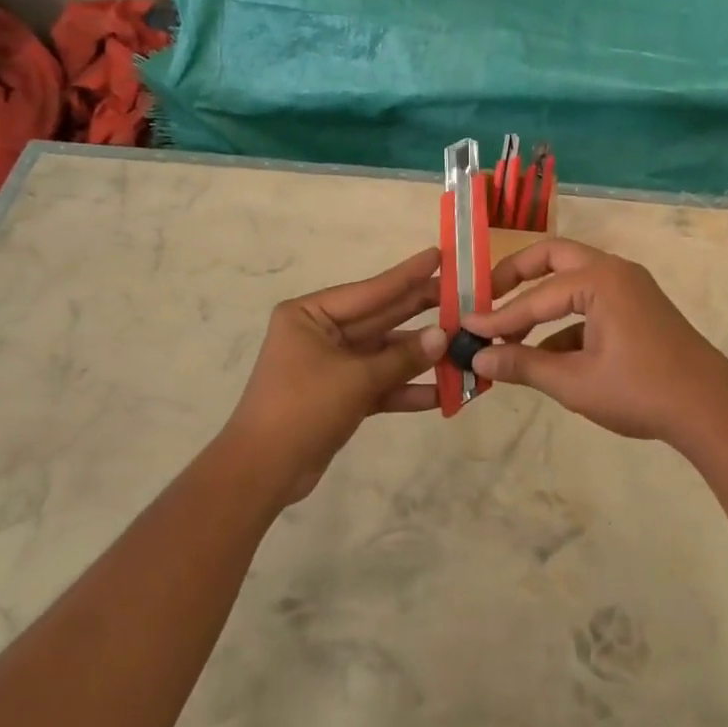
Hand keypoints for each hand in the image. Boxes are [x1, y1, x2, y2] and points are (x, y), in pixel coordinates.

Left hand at [223, 247, 448, 499]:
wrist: (262, 471)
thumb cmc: (302, 407)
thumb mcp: (355, 379)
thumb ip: (402, 357)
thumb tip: (443, 336)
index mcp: (311, 314)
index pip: (370, 290)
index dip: (407, 275)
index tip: (439, 255)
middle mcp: (321, 333)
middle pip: (381, 319)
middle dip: (421, 313)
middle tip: (463, 297)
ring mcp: (332, 366)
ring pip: (385, 354)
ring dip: (421, 357)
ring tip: (464, 347)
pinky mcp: (340, 396)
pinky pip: (380, 384)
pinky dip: (407, 389)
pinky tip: (444, 393)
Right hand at [462, 238, 727, 444]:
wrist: (712, 411)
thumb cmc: (640, 391)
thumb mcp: (575, 382)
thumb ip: (523, 365)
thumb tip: (478, 358)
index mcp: (599, 280)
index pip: (535, 297)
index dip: (498, 316)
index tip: (464, 326)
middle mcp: (614, 272)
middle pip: (553, 258)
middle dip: (516, 276)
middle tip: (486, 297)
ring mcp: (630, 289)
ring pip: (572, 282)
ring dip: (541, 305)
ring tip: (510, 339)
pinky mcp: (639, 310)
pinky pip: (592, 305)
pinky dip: (566, 324)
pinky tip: (548, 358)